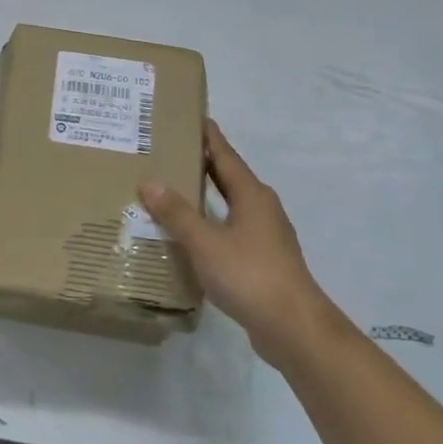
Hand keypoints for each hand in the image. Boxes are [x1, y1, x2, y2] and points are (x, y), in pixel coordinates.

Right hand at [137, 121, 336, 369]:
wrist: (294, 328)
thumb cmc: (250, 275)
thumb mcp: (205, 242)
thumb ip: (176, 213)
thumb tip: (149, 182)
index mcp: (252, 195)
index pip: (225, 154)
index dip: (208, 135)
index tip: (190, 115)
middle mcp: (261, 208)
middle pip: (228, 176)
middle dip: (201, 162)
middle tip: (168, 150)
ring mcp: (265, 235)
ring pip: (229, 204)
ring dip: (204, 194)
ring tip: (170, 188)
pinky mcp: (262, 259)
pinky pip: (230, 229)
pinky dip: (209, 222)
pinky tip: (189, 233)